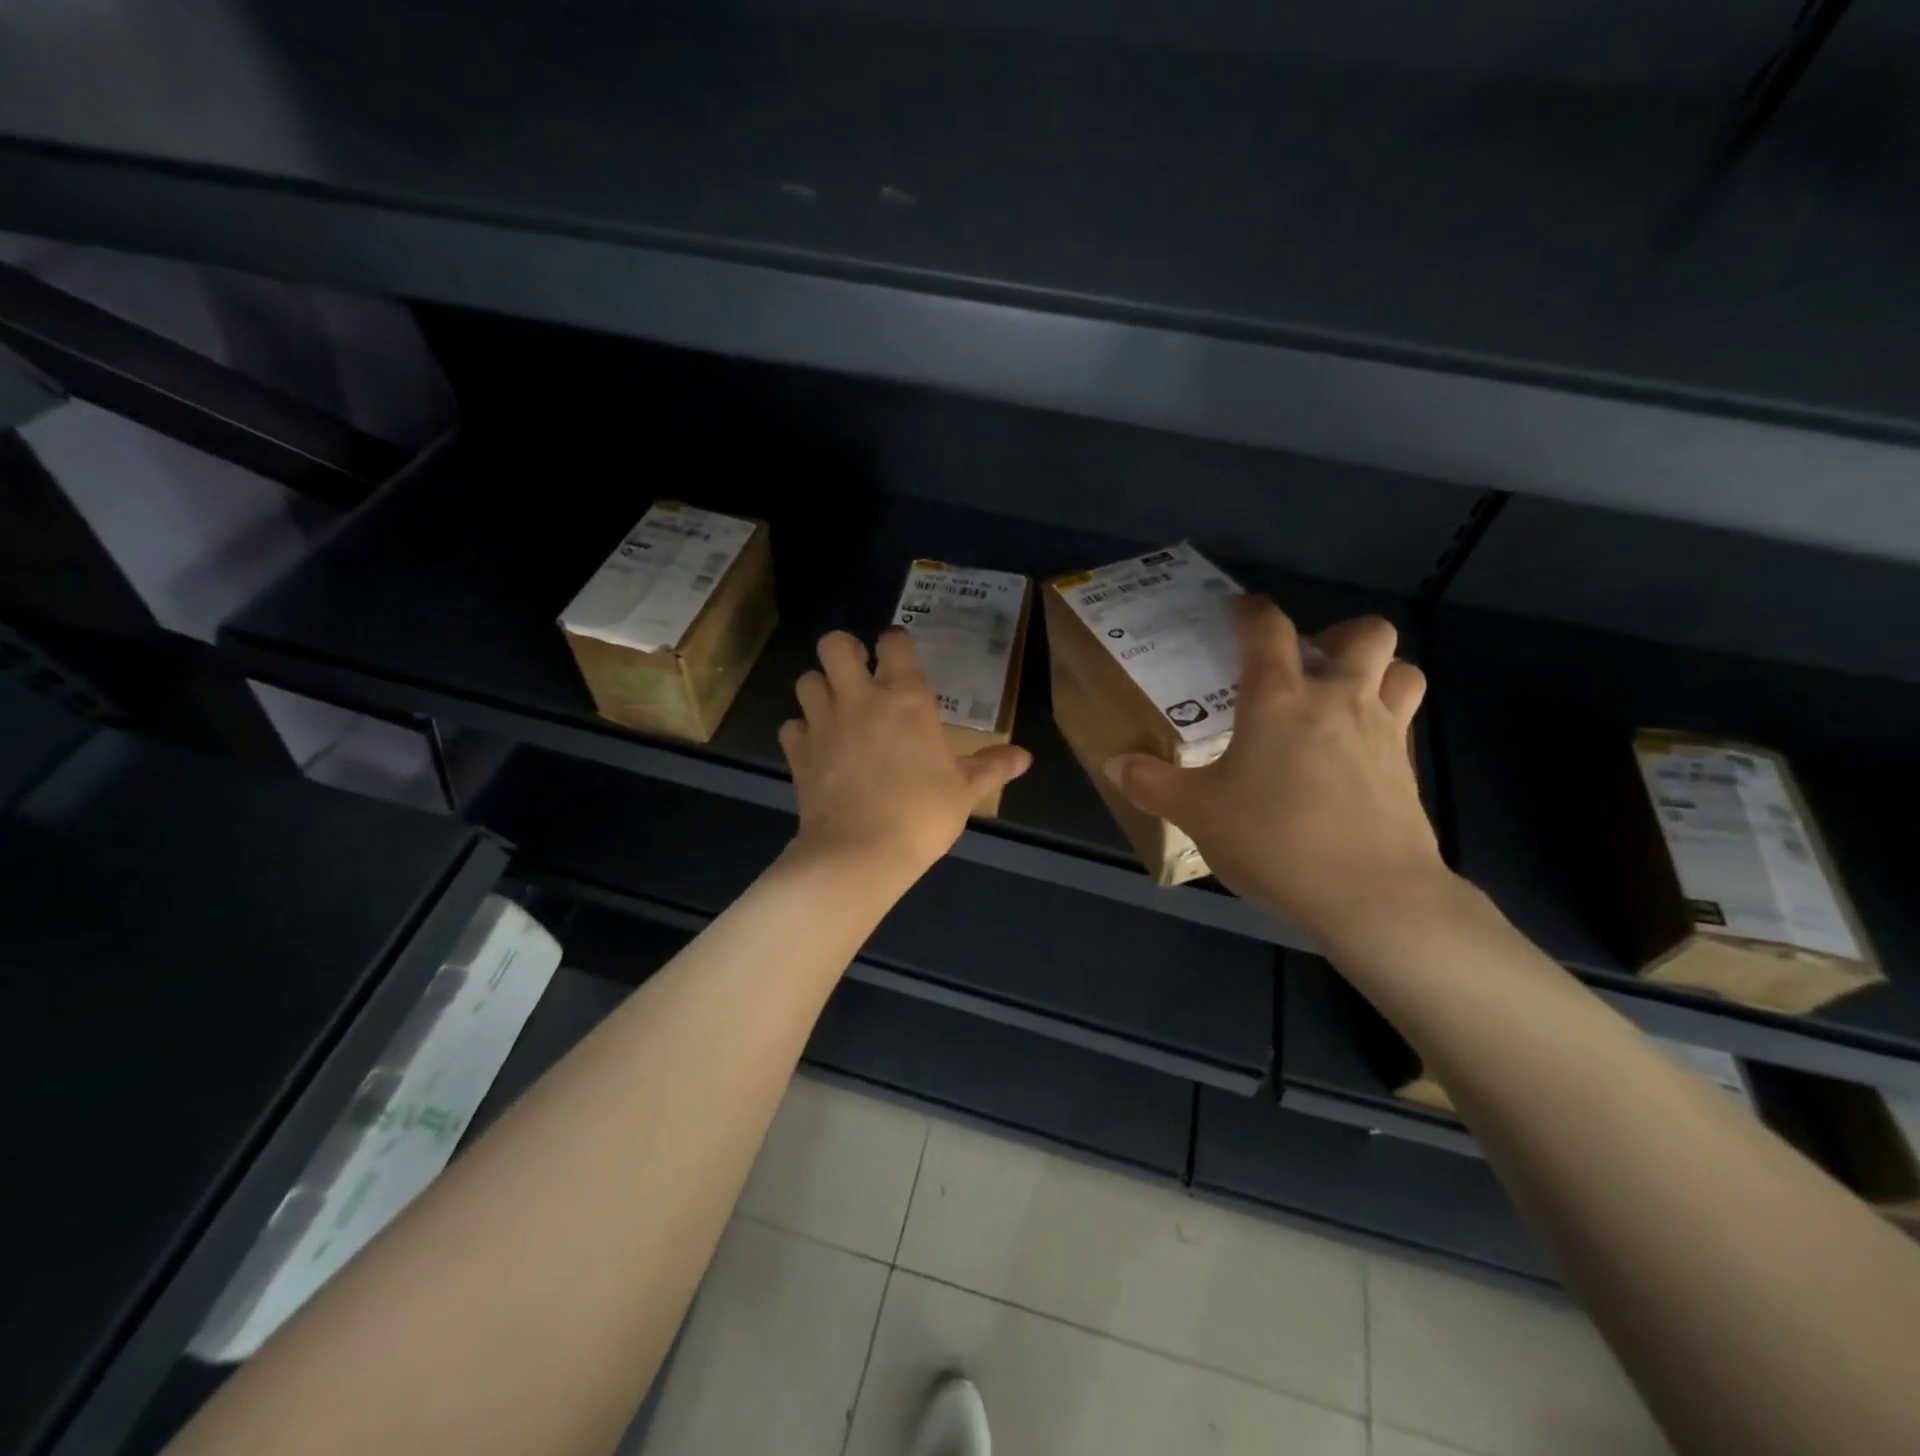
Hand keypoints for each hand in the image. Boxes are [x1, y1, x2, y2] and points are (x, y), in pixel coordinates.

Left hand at [779, 629, 1031, 879]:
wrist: (859, 853)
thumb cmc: (922, 815)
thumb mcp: (965, 791)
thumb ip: (992, 767)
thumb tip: (1025, 757)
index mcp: (906, 699)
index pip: (894, 643)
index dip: (895, 642)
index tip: (899, 654)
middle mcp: (860, 699)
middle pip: (834, 645)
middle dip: (844, 650)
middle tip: (858, 671)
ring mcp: (823, 723)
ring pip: (806, 680)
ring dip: (820, 688)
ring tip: (836, 707)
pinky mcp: (799, 753)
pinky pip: (791, 726)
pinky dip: (801, 731)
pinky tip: (817, 747)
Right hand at [1103, 598, 1449, 942]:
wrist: (1372, 896)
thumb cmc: (1275, 840)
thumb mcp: (1198, 814)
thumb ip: (1152, 785)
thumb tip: (1113, 764)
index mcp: (1279, 699)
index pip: (1268, 629)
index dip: (1251, 611)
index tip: (1237, 612)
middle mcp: (1338, 700)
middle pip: (1366, 633)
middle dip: (1339, 635)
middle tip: (1307, 666)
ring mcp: (1383, 732)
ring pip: (1402, 670)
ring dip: (1378, 672)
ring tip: (1343, 700)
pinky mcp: (1408, 769)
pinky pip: (1405, 722)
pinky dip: (1384, 721)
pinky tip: (1353, 756)